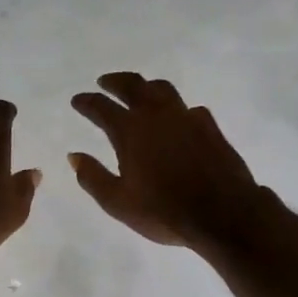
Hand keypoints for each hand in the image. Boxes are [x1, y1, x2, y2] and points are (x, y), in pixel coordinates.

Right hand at [70, 73, 266, 250]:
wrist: (223, 214)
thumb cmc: (164, 211)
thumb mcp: (118, 202)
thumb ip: (93, 177)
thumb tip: (74, 156)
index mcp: (130, 131)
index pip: (101, 107)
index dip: (87, 102)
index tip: (77, 100)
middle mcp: (157, 116)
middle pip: (133, 86)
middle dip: (115, 81)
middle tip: (105, 82)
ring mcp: (187, 118)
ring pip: (163, 89)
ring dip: (146, 87)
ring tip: (140, 91)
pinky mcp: (210, 127)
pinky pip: (189, 108)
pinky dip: (176, 109)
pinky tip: (178, 119)